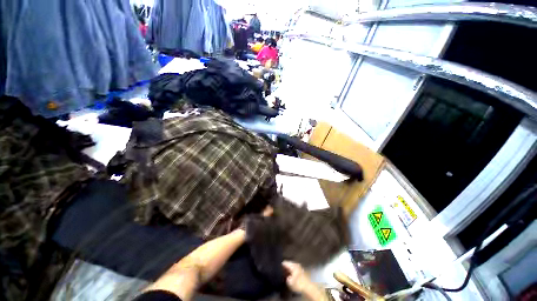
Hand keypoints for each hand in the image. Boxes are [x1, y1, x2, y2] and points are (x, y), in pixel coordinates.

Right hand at [282, 261, 315, 293]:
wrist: (308, 286)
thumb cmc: (298, 283)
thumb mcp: (289, 282)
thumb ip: (286, 277)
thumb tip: (286, 276)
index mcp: (293, 265)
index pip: (285, 262)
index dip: (281, 265)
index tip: (278, 267)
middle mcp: (296, 264)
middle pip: (289, 264)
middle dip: (286, 268)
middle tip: (282, 271)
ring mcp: (300, 268)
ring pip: (293, 267)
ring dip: (290, 270)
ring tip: (286, 274)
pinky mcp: (303, 272)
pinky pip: (296, 271)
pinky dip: (293, 273)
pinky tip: (292, 277)